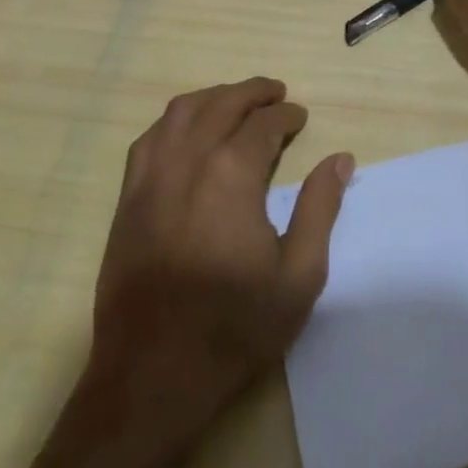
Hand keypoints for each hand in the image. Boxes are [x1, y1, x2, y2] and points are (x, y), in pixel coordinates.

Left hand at [85, 77, 352, 443]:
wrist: (152, 374)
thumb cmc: (234, 327)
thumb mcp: (298, 275)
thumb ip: (320, 209)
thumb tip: (340, 160)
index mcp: (231, 174)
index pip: (263, 124)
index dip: (286, 116)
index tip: (300, 118)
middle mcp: (187, 161)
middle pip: (221, 105)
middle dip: (252, 93)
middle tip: (276, 94)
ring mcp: (150, 177)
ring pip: (180, 112)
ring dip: (212, 97)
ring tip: (235, 101)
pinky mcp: (127, 198)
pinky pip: (149, 138)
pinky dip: (174, 120)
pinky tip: (186, 131)